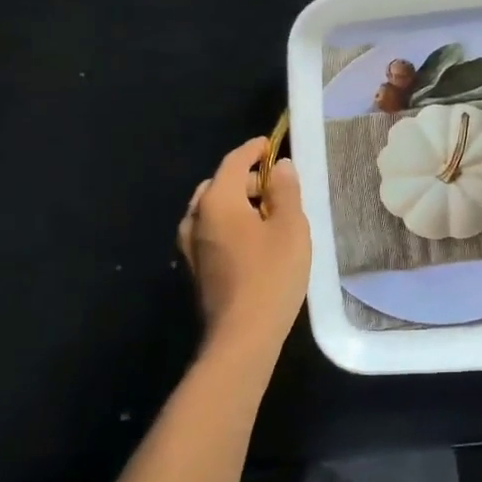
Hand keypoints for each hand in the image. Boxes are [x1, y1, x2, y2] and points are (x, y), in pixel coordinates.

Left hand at [177, 138, 311, 354]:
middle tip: (276, 185)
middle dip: (246, 179)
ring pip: (211, 209)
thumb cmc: (271, 275)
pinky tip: (252, 240)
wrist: (242, 336)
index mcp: (217, 201)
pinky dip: (229, 224)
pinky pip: (210, 231)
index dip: (253, 150)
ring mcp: (190, 245)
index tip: (270, 144)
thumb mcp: (291, 227)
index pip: (233, 162)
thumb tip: (280, 166)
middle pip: (219, 185)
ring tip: (268, 213)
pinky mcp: (196, 268)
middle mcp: (195, 217)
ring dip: (237, 203)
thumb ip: (286, 191)